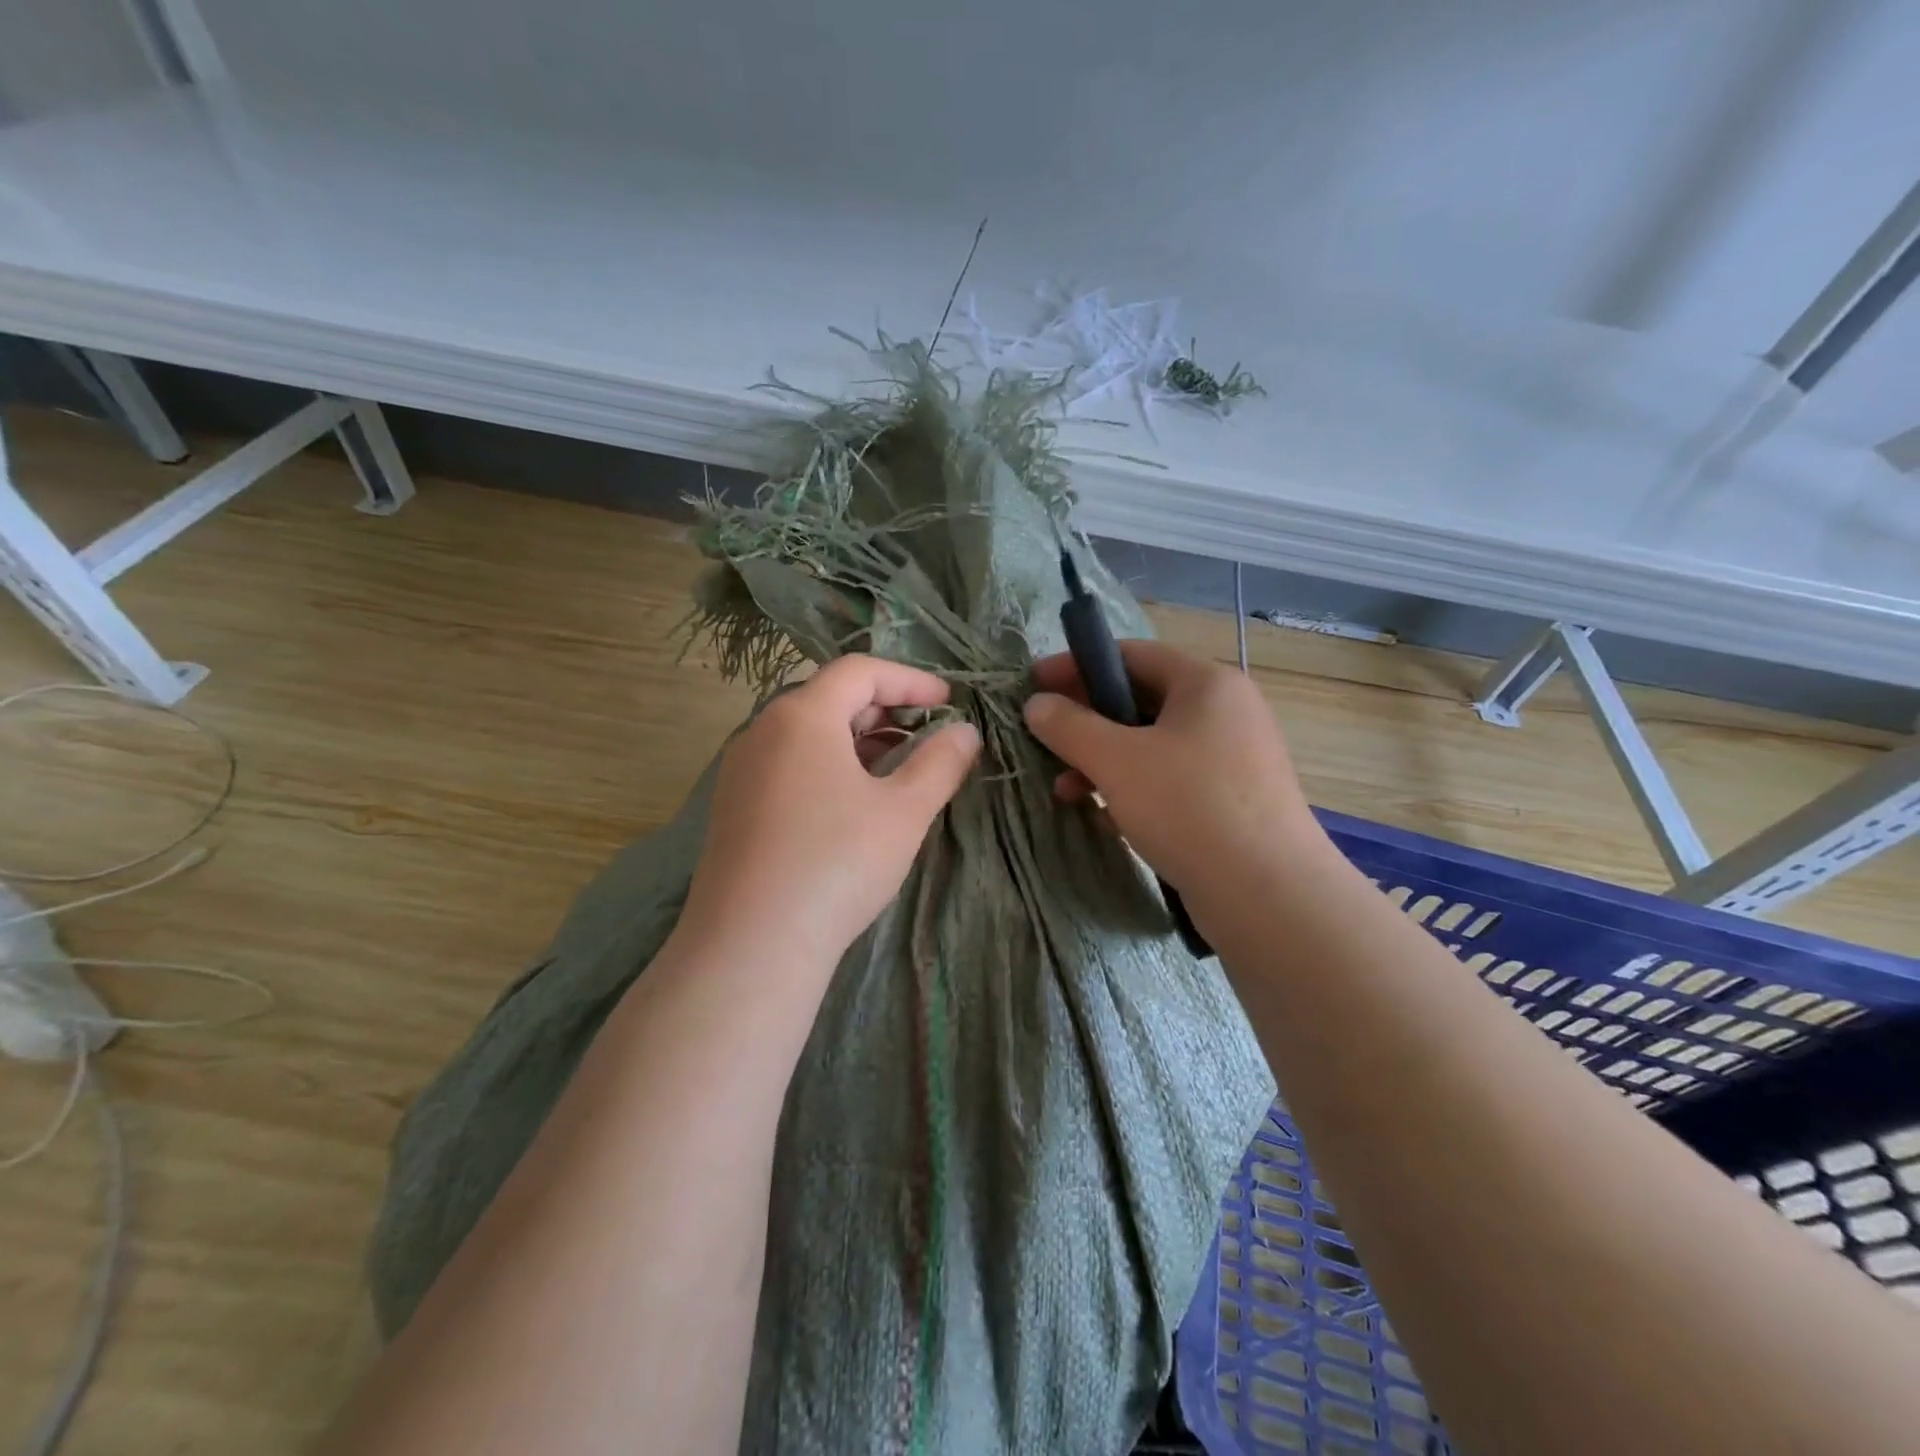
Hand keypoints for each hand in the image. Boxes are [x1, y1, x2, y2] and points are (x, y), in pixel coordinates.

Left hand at [679, 655, 981, 971]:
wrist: (751, 945)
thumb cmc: (836, 864)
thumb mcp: (904, 812)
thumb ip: (940, 763)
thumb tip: (965, 732)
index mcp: (802, 715)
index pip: (860, 671)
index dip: (910, 679)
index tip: (949, 702)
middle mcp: (763, 730)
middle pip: (830, 697)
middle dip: (886, 709)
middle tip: (927, 734)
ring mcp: (742, 769)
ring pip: (809, 733)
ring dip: (858, 740)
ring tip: (897, 768)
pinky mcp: (734, 806)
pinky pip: (789, 764)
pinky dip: (829, 765)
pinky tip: (853, 803)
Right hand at [1023, 640, 1330, 908]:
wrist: (1268, 894)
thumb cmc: (1188, 807)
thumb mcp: (1116, 761)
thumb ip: (1069, 726)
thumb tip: (1036, 705)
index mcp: (1206, 684)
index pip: (1132, 654)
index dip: (1078, 665)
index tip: (1034, 683)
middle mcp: (1226, 712)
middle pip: (1141, 699)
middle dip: (1087, 721)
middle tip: (1047, 741)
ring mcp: (1233, 757)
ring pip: (1153, 744)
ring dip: (1104, 760)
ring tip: (1065, 791)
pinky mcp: (1232, 800)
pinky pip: (1171, 778)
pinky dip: (1133, 787)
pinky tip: (1105, 816)